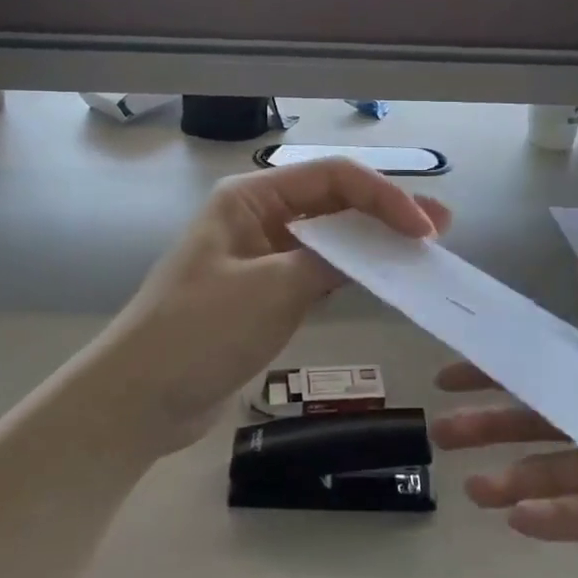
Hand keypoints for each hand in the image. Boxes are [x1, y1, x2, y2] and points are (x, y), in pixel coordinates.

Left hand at [101, 158, 450, 453]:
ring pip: (329, 237)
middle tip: (438, 229)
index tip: (423, 228)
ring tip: (420, 251)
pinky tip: (382, 278)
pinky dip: (351, 272)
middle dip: (385, 213)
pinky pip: (317, 270)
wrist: (138, 399)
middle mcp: (258, 217)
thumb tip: (377, 249)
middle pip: (333, 203)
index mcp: (250, 198)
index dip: (383, 196)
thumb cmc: (198, 332)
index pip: (331, 178)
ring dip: (372, 242)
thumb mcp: (270, 290)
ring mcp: (261, 255)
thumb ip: (328, 262)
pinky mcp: (265, 292)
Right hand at [430, 249, 577, 577]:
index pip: (550, 369)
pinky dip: (551, 518)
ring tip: (474, 489)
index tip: (454, 373)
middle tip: (443, 431)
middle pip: (540, 421)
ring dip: (512, 478)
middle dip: (491, 424)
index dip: (501, 370)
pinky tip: (517, 518)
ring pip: (554, 472)